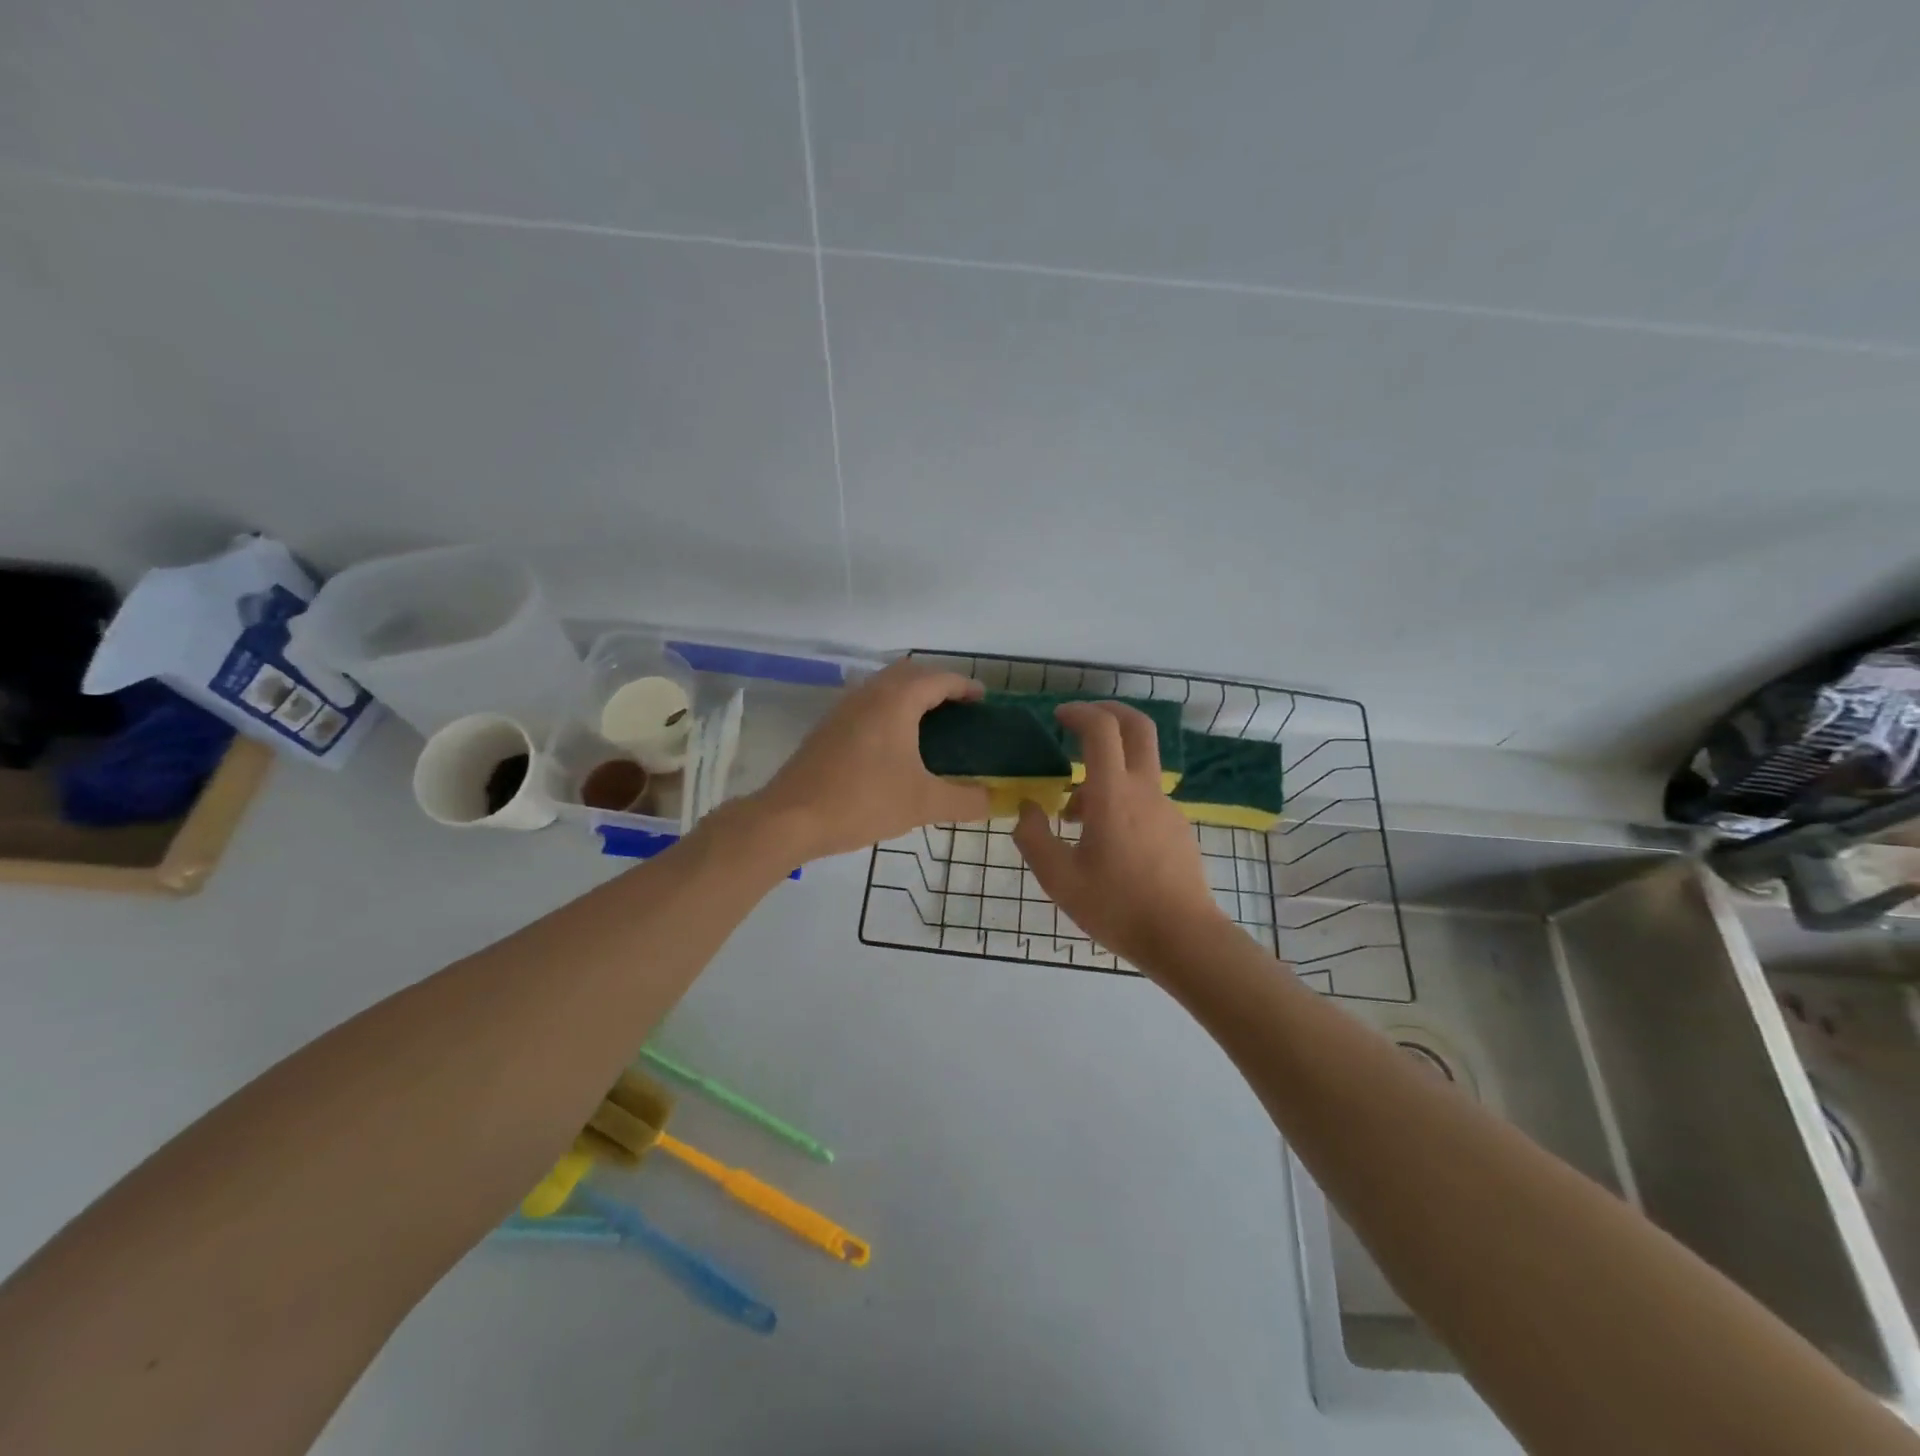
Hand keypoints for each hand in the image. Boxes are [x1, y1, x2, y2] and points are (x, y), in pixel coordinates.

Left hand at [750, 660, 992, 860]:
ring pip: (884, 685)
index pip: (939, 678)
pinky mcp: (828, 726)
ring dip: (910, 694)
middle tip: (960, 709)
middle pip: (910, 673)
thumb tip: (994, 800)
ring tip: (931, 723)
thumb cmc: (863, 801)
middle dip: (938, 684)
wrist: (790, 817)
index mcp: (896, 700)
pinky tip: (894, 742)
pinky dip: (889, 708)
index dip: (965, 686)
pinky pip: (868, 702)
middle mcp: (869, 693)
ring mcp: (844, 707)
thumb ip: (965, 800)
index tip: (984, 700)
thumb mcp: (923, 804)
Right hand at [1011, 701, 1227, 970]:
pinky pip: (1145, 797)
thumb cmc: (1117, 907)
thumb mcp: (1059, 879)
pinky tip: (1104, 839)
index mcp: (1114, 794)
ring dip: (1107, 769)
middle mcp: (1145, 790)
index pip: (1101, 729)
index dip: (1079, 713)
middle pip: (1138, 727)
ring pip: (1138, 767)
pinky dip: (1121, 797)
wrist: (1184, 938)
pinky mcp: (1177, 828)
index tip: (1058, 717)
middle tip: (1081, 719)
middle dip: (1109, 711)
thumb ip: (1034, 838)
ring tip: (1074, 813)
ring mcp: (1166, 808)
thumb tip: (1028, 809)